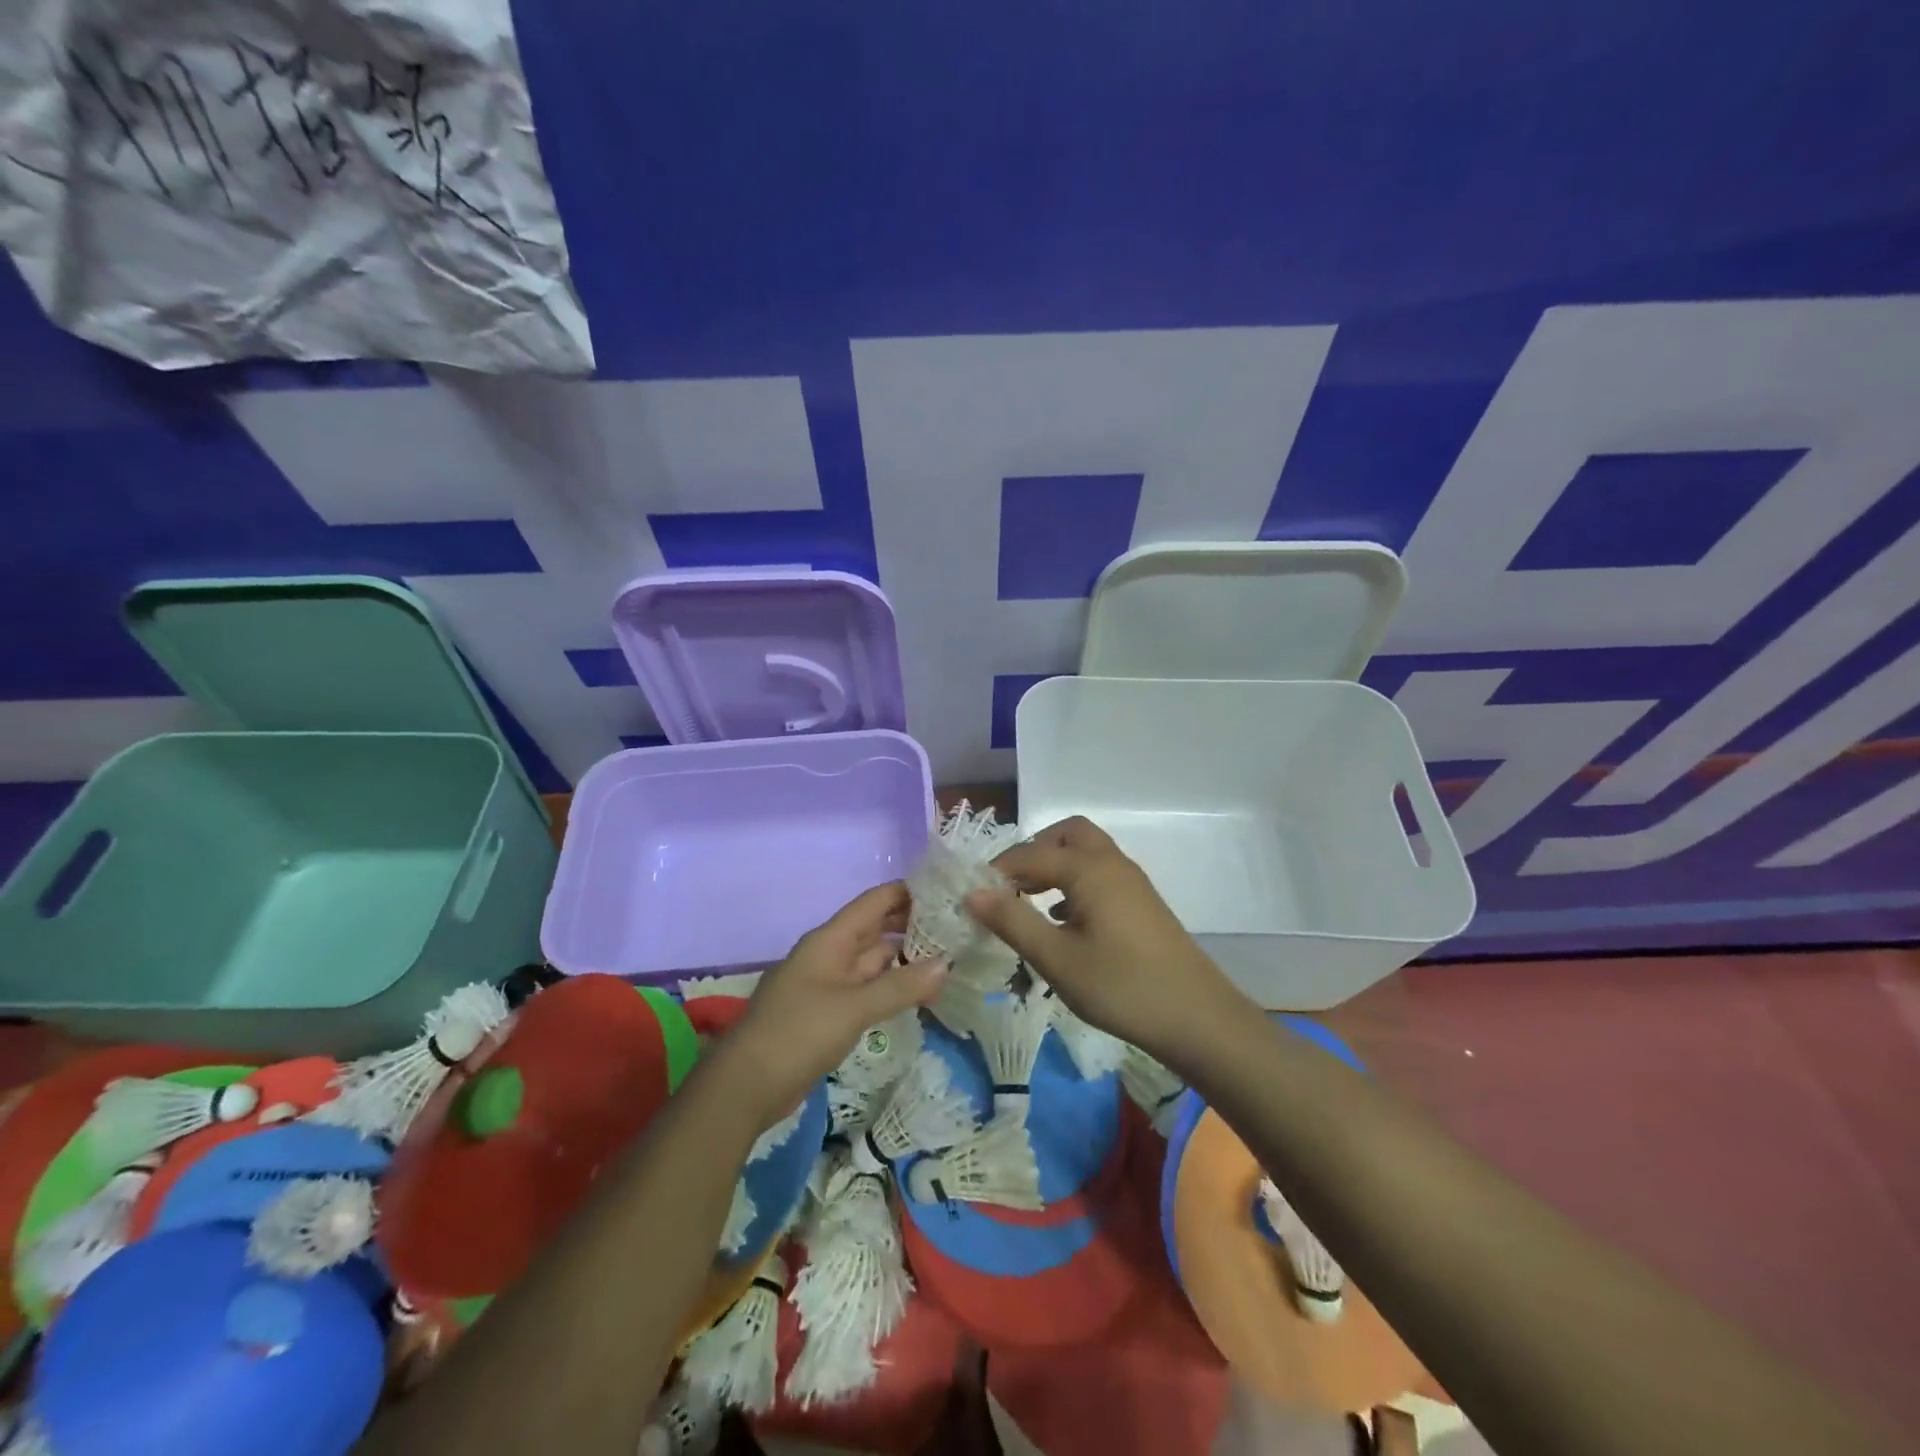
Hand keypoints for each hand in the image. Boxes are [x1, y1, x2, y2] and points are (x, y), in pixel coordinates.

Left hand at [722, 883, 946, 1131]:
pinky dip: (891, 987)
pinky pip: (866, 989)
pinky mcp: (828, 1012)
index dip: (908, 893)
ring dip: (905, 959)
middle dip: (912, 925)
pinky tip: (917, 994)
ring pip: (873, 961)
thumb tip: (947, 964)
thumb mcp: (853, 1008)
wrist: (746, 1085)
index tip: (947, 892)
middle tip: (957, 927)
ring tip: (948, 959)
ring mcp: (828, 984)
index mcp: (830, 940)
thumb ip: (900, 986)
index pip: (875, 902)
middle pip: (876, 929)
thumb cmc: (798, 1033)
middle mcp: (830, 954)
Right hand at [964, 817, 1246, 1064]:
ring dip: (1054, 867)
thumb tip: (971, 893)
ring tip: (1028, 903)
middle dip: (1033, 852)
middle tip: (1009, 886)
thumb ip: (1012, 921)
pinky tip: (1063, 922)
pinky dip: (1075, 884)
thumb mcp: (1057, 959)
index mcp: (1088, 869)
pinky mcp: (1141, 904)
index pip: (1029, 855)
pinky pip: (1100, 875)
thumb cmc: (1121, 986)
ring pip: (1086, 854)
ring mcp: (1131, 882)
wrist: (1197, 1017)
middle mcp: (1111, 863)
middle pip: (1066, 835)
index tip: (972, 896)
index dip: (997, 871)